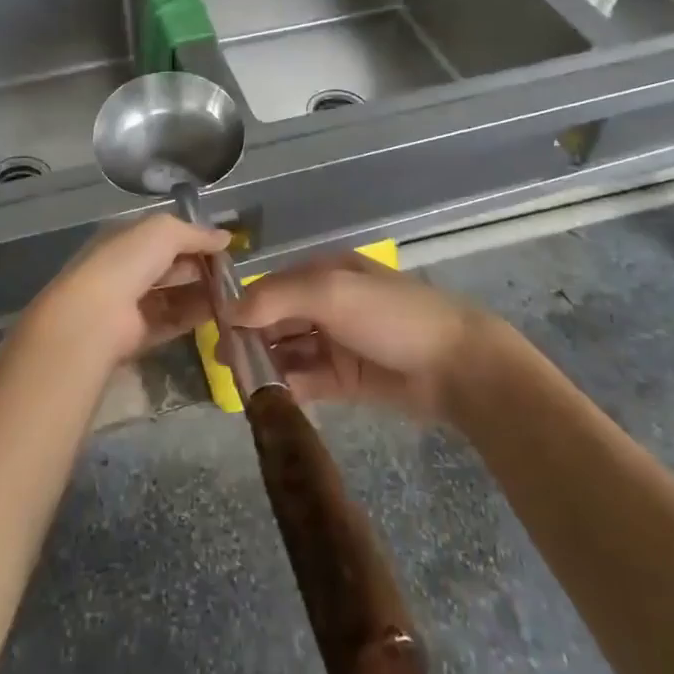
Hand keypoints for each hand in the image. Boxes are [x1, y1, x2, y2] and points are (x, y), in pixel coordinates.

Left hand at [23, 213, 229, 371]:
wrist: (96, 315)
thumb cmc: (128, 261)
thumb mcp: (164, 231)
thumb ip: (196, 233)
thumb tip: (226, 237)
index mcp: (126, 239)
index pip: (164, 235)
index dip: (194, 238)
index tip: (225, 245)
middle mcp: (127, 268)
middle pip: (170, 265)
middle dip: (200, 266)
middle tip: (232, 271)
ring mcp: (131, 302)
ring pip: (173, 294)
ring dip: (201, 292)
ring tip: (232, 293)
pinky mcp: (138, 333)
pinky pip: (172, 321)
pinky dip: (194, 316)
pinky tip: (219, 313)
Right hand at [232, 254, 487, 420]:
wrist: (457, 366)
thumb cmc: (391, 316)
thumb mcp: (332, 293)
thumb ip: (277, 298)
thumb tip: (229, 311)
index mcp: (325, 273)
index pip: (272, 287)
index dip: (244, 306)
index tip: (216, 329)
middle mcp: (328, 304)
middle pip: (278, 319)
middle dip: (251, 337)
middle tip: (223, 362)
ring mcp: (338, 342)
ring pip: (289, 350)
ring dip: (265, 364)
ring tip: (239, 384)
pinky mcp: (347, 379)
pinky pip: (307, 379)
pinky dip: (287, 386)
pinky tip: (266, 400)